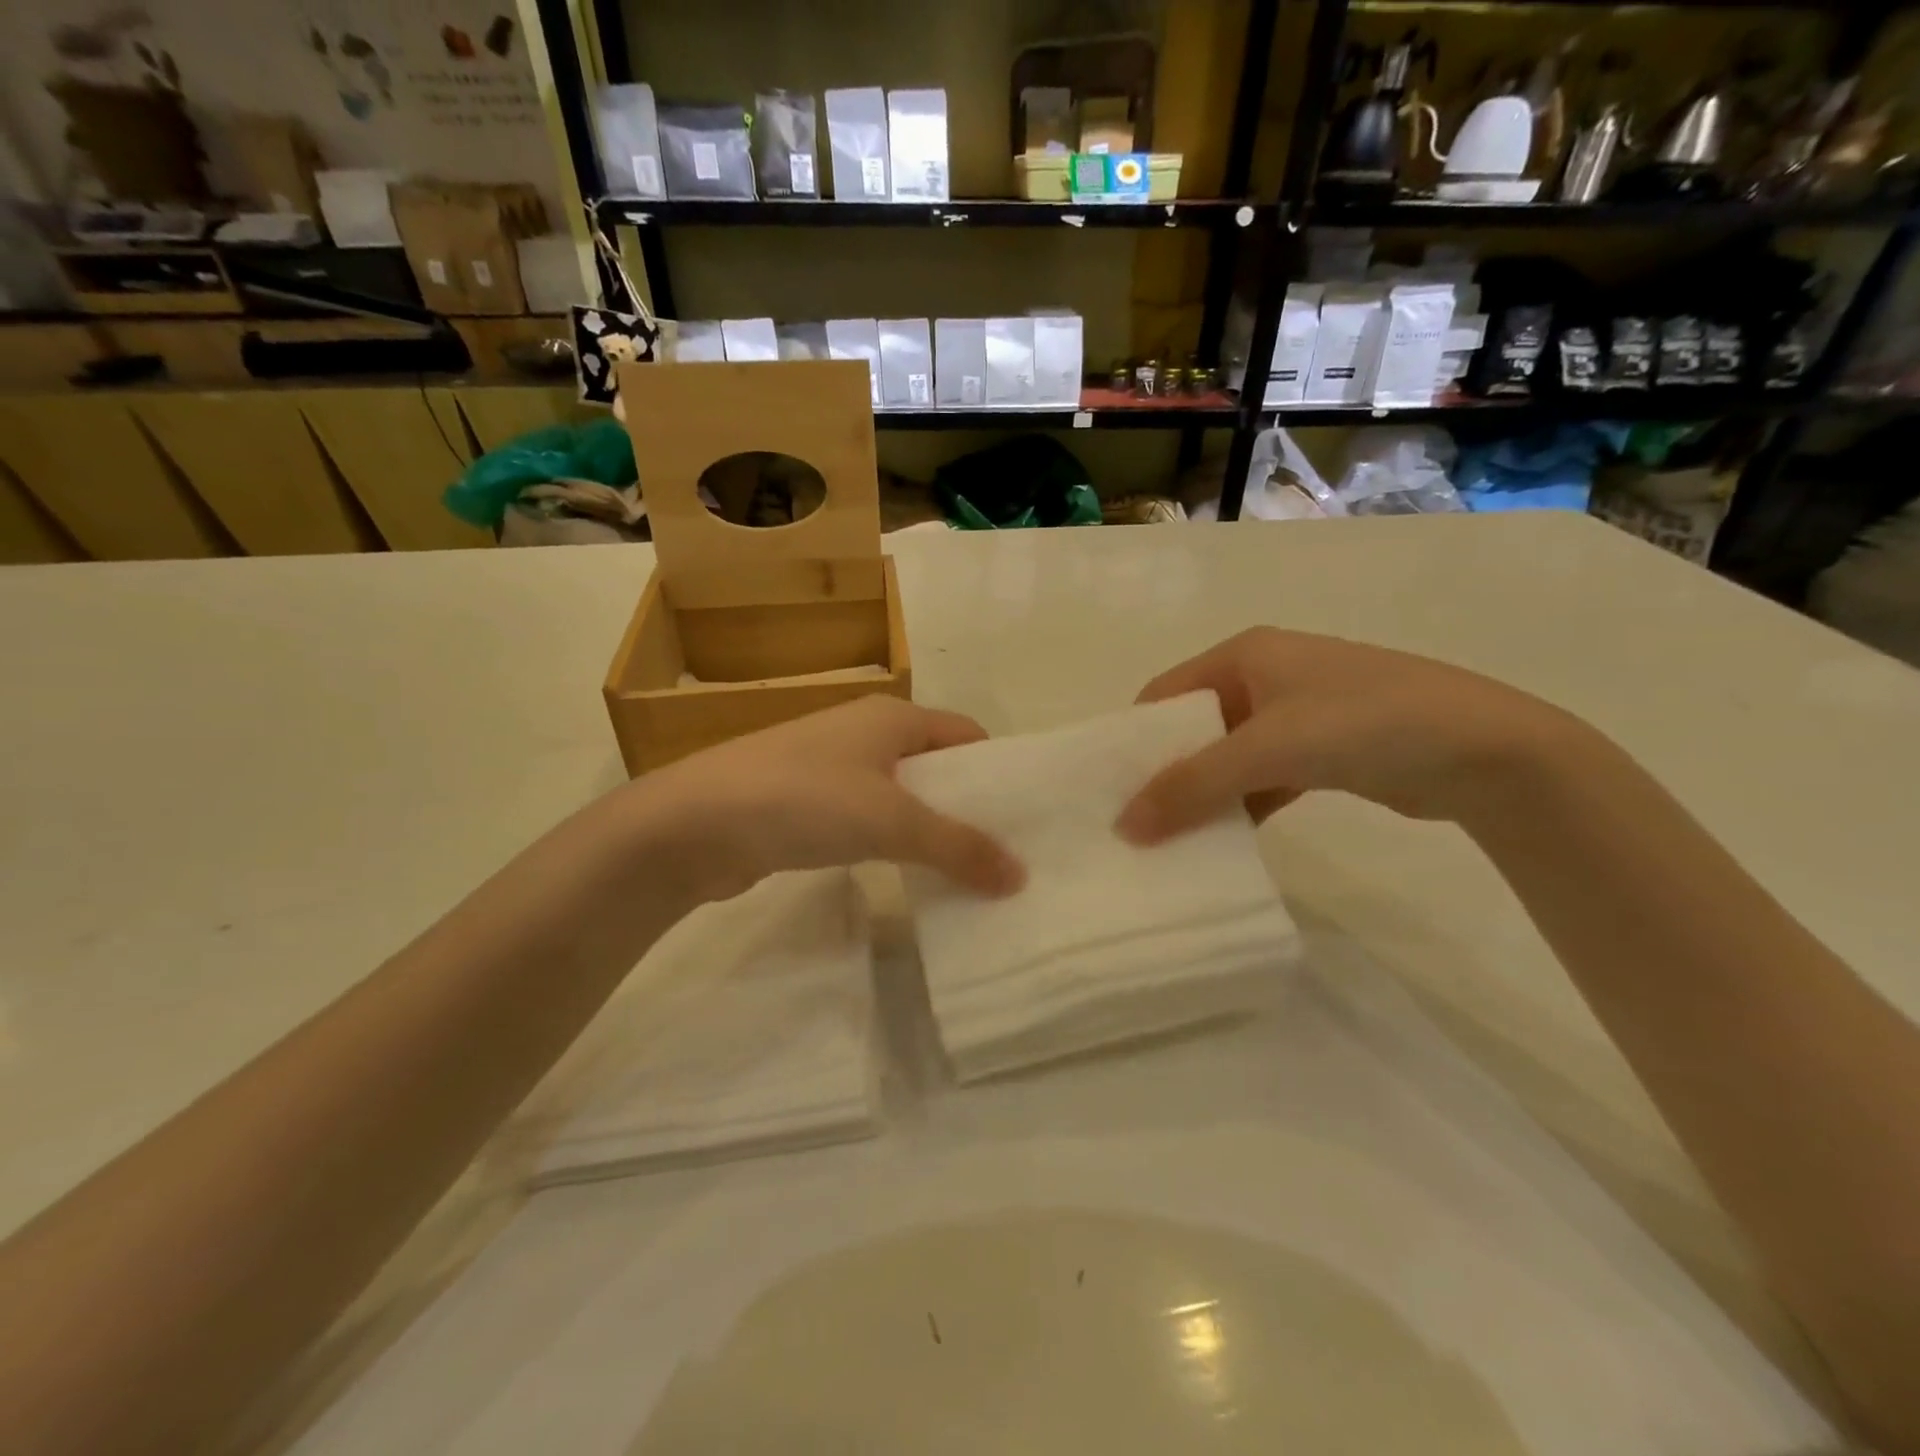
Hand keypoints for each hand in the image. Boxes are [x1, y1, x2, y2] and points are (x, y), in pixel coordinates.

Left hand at [646, 696, 1025, 899]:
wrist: (692, 823)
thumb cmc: (803, 800)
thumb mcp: (892, 821)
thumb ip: (958, 846)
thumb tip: (1019, 875)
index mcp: (891, 716)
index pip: (964, 734)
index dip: (996, 771)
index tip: (1022, 818)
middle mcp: (862, 732)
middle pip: (933, 765)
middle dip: (965, 806)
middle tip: (998, 856)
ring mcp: (828, 767)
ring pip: (897, 794)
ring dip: (926, 828)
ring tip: (959, 873)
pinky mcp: (801, 803)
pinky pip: (864, 817)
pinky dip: (888, 842)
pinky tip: (900, 875)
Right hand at [1116, 628, 1587, 842]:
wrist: (1486, 751)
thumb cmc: (1364, 723)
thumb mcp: (1269, 749)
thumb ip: (1193, 785)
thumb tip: (1124, 827)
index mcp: (1244, 654)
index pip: (1166, 693)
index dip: (1135, 738)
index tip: (1108, 787)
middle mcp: (1265, 677)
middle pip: (1194, 727)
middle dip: (1165, 771)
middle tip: (1133, 822)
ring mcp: (1296, 715)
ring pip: (1228, 757)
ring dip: (1203, 794)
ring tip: (1169, 839)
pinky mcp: (1322, 752)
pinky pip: (1262, 778)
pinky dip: (1242, 806)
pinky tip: (1224, 841)